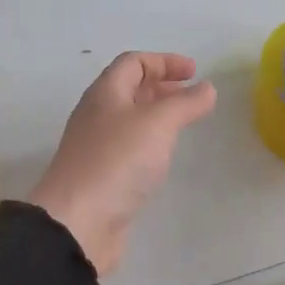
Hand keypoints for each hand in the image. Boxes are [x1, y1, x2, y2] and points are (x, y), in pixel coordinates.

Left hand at [29, 52, 217, 275]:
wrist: (78, 222)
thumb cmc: (117, 161)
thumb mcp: (157, 124)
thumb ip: (184, 103)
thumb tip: (206, 88)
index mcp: (105, 94)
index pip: (132, 62)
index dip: (164, 61)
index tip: (194, 72)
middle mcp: (97, 115)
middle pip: (130, 89)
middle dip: (162, 87)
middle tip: (193, 96)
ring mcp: (97, 147)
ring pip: (130, 119)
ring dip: (158, 115)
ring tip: (185, 123)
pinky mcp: (102, 176)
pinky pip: (129, 148)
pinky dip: (151, 143)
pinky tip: (165, 156)